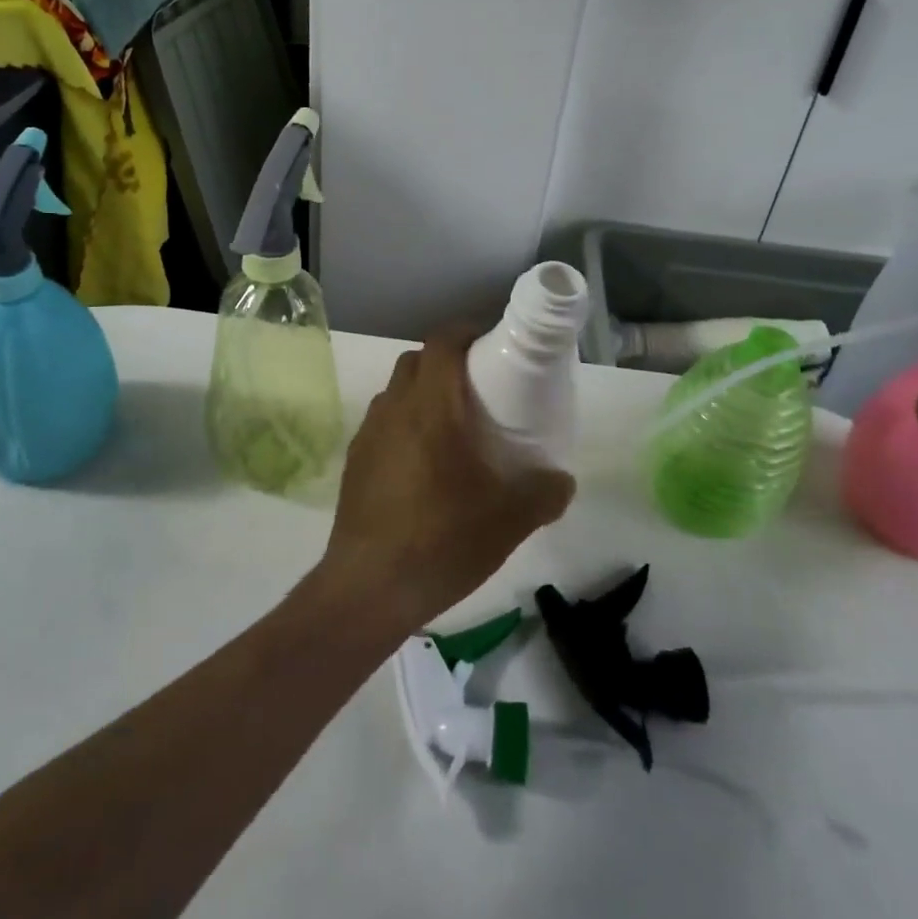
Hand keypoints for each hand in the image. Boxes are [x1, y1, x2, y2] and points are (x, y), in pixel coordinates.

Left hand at [318, 329, 575, 635]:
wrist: (369, 587)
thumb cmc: (442, 539)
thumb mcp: (508, 521)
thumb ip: (543, 493)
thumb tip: (562, 480)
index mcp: (430, 407)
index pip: (442, 343)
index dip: (465, 331)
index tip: (490, 342)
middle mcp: (394, 408)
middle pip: (417, 361)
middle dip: (446, 361)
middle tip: (478, 386)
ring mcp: (369, 434)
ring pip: (396, 392)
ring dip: (422, 393)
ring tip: (452, 427)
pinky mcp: (355, 460)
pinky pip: (383, 423)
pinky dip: (404, 424)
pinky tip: (423, 465)